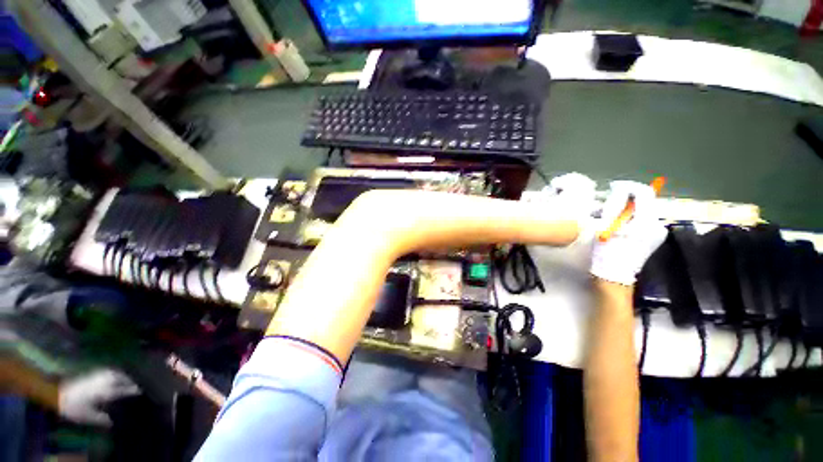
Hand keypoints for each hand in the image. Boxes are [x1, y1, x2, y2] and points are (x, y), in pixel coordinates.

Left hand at [58, 369, 140, 426]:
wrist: (57, 394)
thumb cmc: (74, 407)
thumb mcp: (87, 416)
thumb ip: (100, 418)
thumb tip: (111, 421)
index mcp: (104, 392)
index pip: (122, 390)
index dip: (131, 390)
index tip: (139, 390)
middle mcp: (103, 382)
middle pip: (120, 378)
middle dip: (128, 381)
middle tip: (134, 385)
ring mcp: (97, 376)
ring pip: (114, 373)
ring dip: (122, 375)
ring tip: (126, 379)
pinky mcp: (92, 374)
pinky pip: (107, 372)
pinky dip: (113, 373)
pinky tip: (113, 375)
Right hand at [590, 181, 666, 285]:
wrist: (614, 276)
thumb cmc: (607, 252)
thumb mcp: (607, 226)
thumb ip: (616, 206)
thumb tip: (619, 190)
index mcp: (646, 222)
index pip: (643, 193)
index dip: (628, 186)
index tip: (613, 187)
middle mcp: (657, 224)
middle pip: (644, 201)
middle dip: (625, 199)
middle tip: (607, 204)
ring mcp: (657, 231)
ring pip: (641, 210)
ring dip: (625, 209)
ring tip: (609, 217)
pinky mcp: (653, 237)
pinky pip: (641, 219)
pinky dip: (629, 217)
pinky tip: (617, 226)